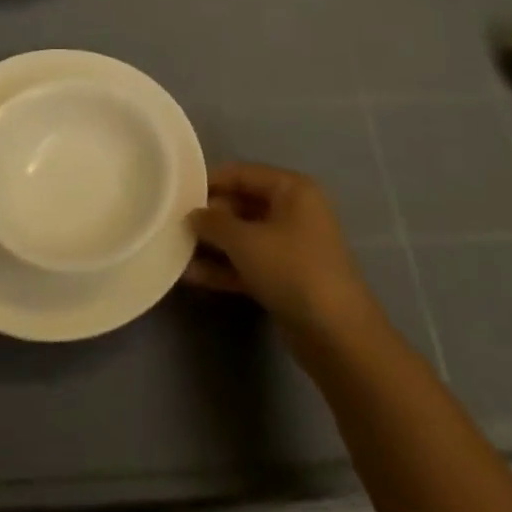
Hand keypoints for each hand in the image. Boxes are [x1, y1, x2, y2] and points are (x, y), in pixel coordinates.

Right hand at [187, 163, 379, 344]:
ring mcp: (292, 247)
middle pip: (243, 204)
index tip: (178, 191)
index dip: (210, 181)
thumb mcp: (245, 240)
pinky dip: (225, 268)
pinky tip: (193, 276)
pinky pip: (250, 264)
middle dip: (210, 216)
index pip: (243, 173)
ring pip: (245, 237)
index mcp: (292, 189)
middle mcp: (294, 212)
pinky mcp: (287, 279)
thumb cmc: (292, 270)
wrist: (338, 337)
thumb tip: (193, 214)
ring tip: (177, 249)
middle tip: (174, 223)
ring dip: (214, 245)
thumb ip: (214, 222)